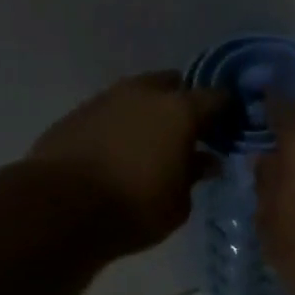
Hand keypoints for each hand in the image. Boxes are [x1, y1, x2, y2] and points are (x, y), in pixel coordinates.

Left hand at [30, 71, 223, 255]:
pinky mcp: (77, 114)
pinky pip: (111, 113)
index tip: (233, 127)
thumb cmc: (136, 208)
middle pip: (174, 86)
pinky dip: (123, 126)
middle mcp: (144, 94)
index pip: (216, 98)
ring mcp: (106, 99)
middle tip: (192, 133)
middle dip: (186, 104)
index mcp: (179, 111)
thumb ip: (195, 176)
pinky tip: (122, 151)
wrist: (61, 208)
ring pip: (139, 96)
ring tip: (155, 143)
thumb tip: (205, 161)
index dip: (228, 111)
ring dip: (151, 113)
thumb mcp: (179, 202)